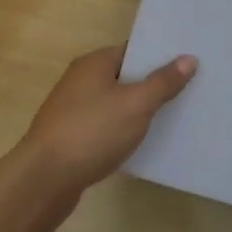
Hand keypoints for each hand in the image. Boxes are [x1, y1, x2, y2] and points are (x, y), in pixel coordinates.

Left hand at [17, 45, 196, 224]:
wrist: (42, 182)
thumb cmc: (91, 132)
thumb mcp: (136, 105)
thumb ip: (163, 82)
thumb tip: (189, 58)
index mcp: (94, 63)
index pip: (134, 50)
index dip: (161, 56)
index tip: (189, 64)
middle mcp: (80, 81)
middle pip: (125, 76)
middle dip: (153, 84)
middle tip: (189, 91)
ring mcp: (72, 111)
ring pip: (115, 104)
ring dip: (138, 111)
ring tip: (172, 118)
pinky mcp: (70, 139)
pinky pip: (105, 127)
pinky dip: (122, 132)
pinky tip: (141, 144)